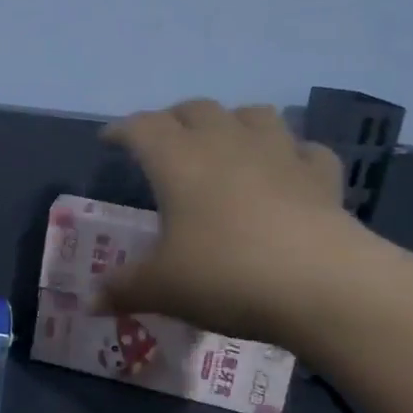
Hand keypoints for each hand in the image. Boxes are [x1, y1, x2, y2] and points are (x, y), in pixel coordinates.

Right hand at [98, 99, 377, 352]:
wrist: (322, 285)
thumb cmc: (225, 276)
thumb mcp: (162, 289)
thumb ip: (123, 290)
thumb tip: (90, 302)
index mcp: (178, 161)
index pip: (141, 127)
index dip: (121, 130)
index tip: (109, 141)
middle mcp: (226, 143)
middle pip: (195, 109)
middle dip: (173, 120)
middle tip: (163, 144)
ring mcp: (279, 153)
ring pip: (252, 114)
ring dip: (232, 123)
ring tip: (224, 146)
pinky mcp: (320, 175)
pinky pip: (303, 150)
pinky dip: (289, 155)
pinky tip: (285, 174)